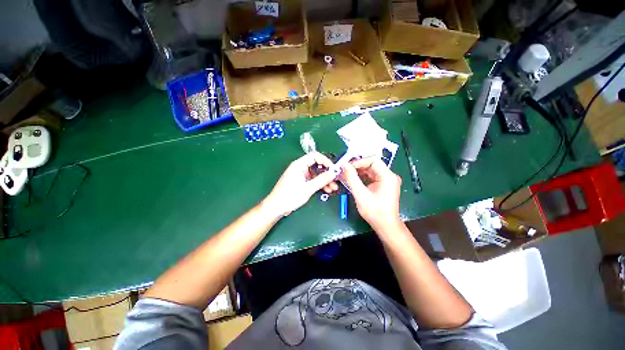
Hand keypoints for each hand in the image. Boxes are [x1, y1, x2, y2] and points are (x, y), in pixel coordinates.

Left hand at [264, 152, 337, 216]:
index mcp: (299, 165)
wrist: (276, 208)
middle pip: (317, 165)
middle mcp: (300, 167)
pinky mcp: (301, 181)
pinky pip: (313, 180)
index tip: (333, 169)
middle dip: (327, 172)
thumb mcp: (308, 188)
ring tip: (333, 188)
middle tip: (335, 180)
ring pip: (316, 174)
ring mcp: (301, 175)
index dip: (326, 161)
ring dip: (325, 180)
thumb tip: (333, 173)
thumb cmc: (289, 196)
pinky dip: (319, 184)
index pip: (315, 156)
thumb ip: (321, 180)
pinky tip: (327, 190)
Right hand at [341, 158, 401, 230]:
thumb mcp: (361, 194)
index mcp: (388, 176)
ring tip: (347, 175)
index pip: (373, 160)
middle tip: (345, 170)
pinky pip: (371, 177)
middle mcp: (389, 176)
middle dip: (357, 167)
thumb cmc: (374, 211)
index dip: (359, 161)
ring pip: (370, 170)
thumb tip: (344, 165)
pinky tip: (353, 180)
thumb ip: (352, 178)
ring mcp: (387, 181)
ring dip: (358, 172)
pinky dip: (362, 177)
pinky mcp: (383, 185)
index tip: (347, 166)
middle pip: (371, 165)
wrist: (385, 225)